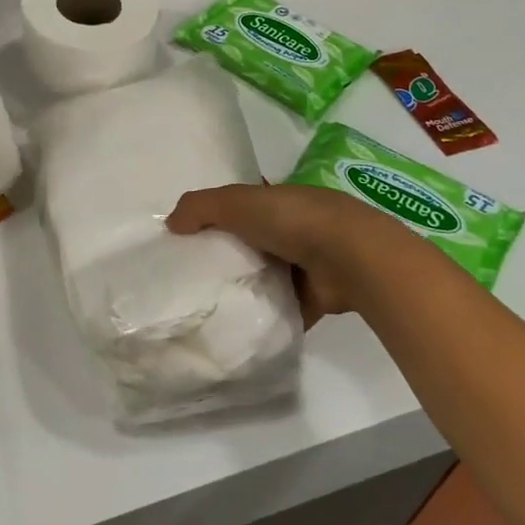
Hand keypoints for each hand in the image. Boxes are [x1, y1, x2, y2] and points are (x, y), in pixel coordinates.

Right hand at [166, 182, 416, 326]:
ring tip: (210, 303)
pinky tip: (240, 325)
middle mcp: (297, 227)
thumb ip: (200, 207)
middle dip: (229, 254)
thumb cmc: (293, 220)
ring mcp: (311, 263)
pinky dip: (267, 315)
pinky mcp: (318, 298)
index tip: (191, 236)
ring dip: (249, 286)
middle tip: (193, 274)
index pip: (244, 205)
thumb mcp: (237, 201)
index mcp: (281, 198)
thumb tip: (170, 225)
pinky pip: (285, 307)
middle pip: (253, 241)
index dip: (219, 216)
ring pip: (269, 274)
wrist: (353, 259)